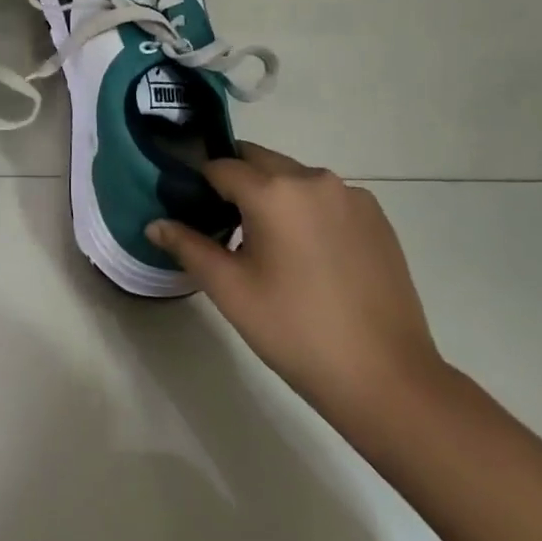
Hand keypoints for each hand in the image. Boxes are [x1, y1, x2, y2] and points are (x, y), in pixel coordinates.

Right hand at [148, 143, 443, 425]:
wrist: (387, 378)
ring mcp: (351, 196)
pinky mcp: (377, 218)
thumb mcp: (230, 290)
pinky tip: (310, 257)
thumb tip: (154, 224)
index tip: (193, 212)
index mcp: (274, 191)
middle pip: (258, 161)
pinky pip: (326, 197)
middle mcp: (313, 179)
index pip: (220, 166)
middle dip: (237, 183)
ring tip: (270, 246)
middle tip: (227, 227)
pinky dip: (307, 210)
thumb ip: (188, 247)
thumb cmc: (296, 331)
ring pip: (294, 178)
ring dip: (274, 196)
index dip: (200, 185)